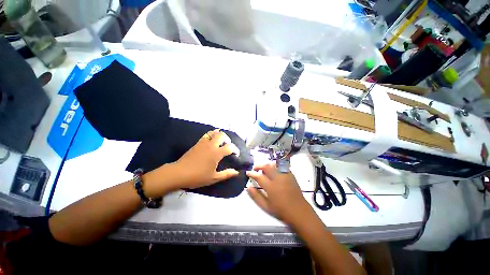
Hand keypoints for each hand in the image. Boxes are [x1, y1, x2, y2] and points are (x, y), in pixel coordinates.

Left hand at [172, 129, 239, 188]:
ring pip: (213, 133)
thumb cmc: (197, 177)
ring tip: (220, 141)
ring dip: (219, 135)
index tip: (236, 154)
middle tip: (228, 146)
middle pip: (222, 135)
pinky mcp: (197, 143)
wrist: (179, 173)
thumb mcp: (214, 178)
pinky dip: (211, 135)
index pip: (230, 147)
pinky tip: (211, 141)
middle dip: (227, 139)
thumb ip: (226, 174)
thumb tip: (236, 172)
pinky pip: (206, 135)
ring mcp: (203, 143)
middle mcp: (211, 145)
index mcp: (217, 153)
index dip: (235, 150)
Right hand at [246, 163, 310, 223]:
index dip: (252, 173)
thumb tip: (248, 187)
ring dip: (267, 165)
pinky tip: (274, 171)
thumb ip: (256, 196)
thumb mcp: (266, 207)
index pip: (259, 176)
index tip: (247, 172)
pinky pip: (281, 167)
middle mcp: (278, 178)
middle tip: (255, 169)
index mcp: (271, 187)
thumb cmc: (281, 211)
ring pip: (274, 165)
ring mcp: (285, 176)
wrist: (299, 212)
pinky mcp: (291, 175)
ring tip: (264, 170)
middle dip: (259, 166)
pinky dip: (275, 167)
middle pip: (266, 167)